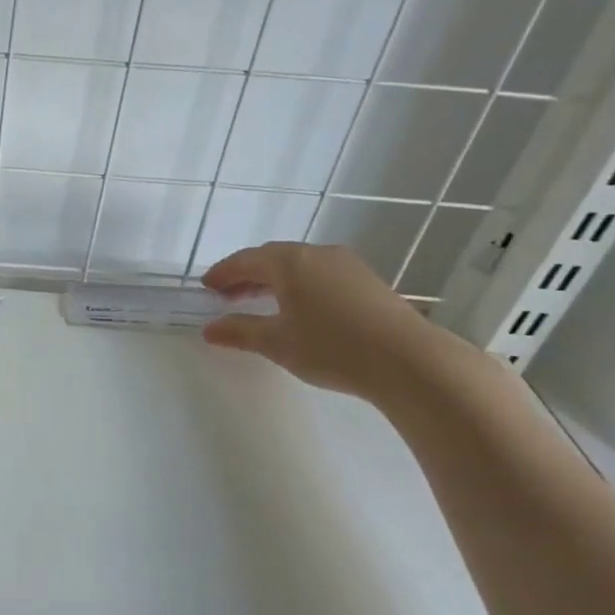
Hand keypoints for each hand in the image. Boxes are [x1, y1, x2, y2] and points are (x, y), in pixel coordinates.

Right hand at [200, 241, 458, 400]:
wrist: (408, 360)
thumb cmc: (331, 347)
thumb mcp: (277, 343)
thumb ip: (240, 332)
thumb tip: (210, 329)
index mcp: (289, 262)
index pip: (245, 260)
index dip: (223, 273)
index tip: (206, 287)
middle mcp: (317, 254)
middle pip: (272, 258)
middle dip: (246, 275)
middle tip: (226, 296)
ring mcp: (346, 265)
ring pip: (298, 265)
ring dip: (273, 280)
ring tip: (259, 302)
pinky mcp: (366, 281)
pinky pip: (319, 274)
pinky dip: (298, 285)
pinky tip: (297, 307)